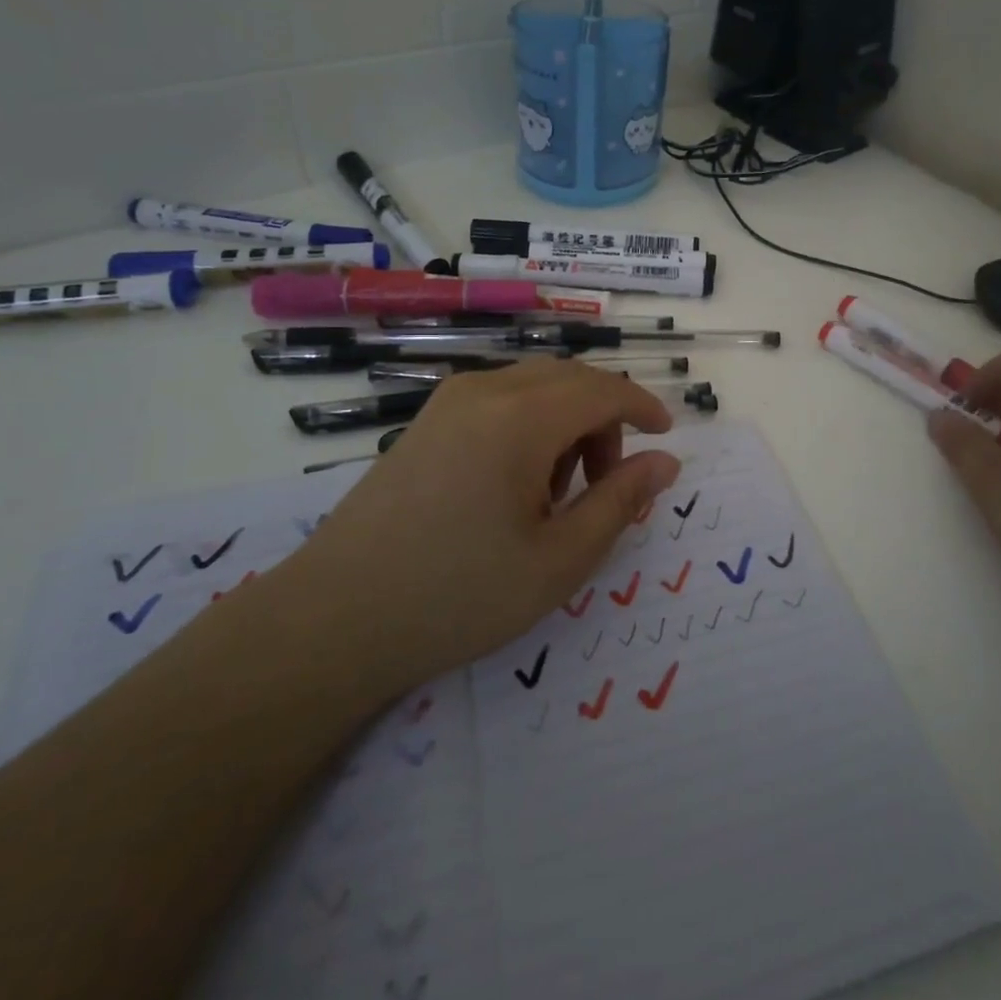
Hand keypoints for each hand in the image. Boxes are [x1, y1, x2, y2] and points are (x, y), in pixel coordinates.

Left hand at [288, 359, 680, 693]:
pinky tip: (513, 487)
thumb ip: (620, 502)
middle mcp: (484, 391)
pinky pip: (498, 401)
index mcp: (520, 417)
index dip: (643, 407)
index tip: (667, 437)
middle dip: (605, 418)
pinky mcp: (424, 423)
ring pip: (533, 387)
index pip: (603, 389)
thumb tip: (665, 462)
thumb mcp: (559, 559)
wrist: (334, 619)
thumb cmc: (458, 594)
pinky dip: (529, 426)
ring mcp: (447, 403)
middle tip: (609, 482)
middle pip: (569, 380)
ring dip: (566, 423)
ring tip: (557, 494)